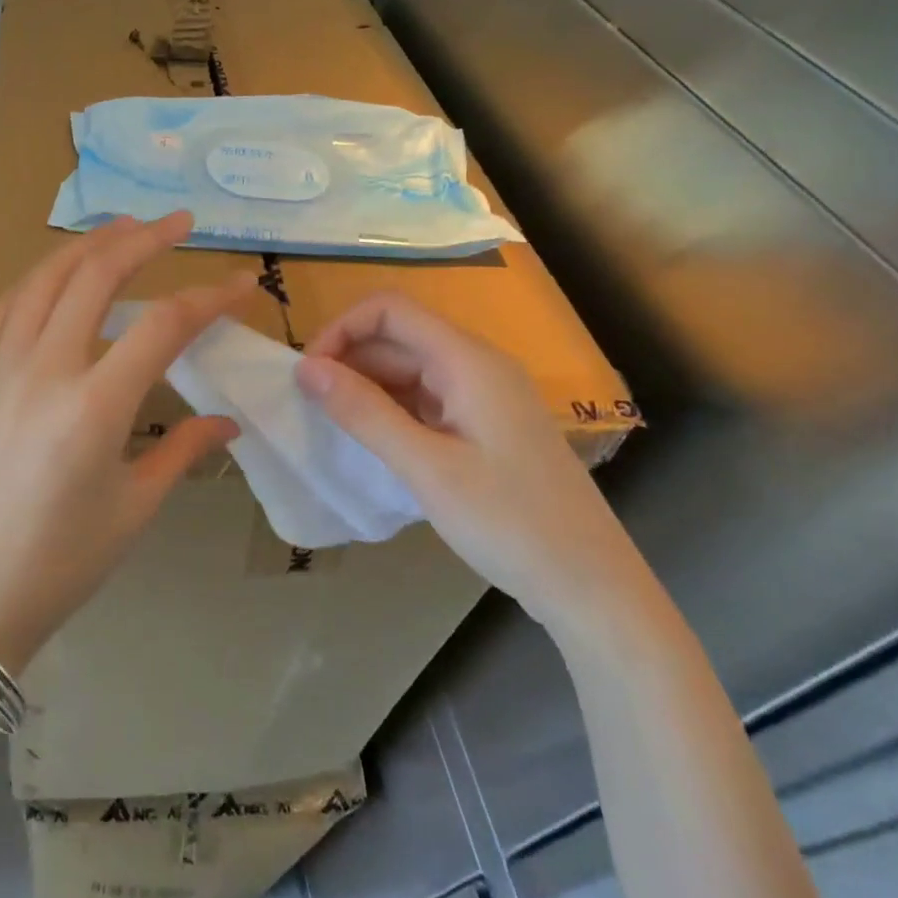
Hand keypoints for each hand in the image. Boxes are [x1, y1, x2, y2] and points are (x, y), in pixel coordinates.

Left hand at [0, 213, 258, 674]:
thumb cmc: (61, 563)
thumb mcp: (134, 509)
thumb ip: (184, 451)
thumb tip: (229, 422)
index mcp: (93, 408)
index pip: (162, 326)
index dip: (208, 298)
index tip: (242, 285)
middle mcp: (43, 370)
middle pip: (95, 275)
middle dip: (143, 238)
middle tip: (179, 222)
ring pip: (44, 278)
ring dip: (87, 244)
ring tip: (123, 228)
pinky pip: (7, 307)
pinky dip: (40, 277)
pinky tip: (59, 273)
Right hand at [295, 292, 648, 636]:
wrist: (592, 587)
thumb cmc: (510, 522)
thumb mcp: (426, 467)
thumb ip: (363, 412)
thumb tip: (305, 369)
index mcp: (468, 361)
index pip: (390, 310)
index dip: (342, 329)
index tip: (309, 373)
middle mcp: (476, 366)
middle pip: (398, 338)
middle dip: (348, 361)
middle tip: (311, 406)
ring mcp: (483, 397)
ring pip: (409, 370)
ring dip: (367, 388)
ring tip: (334, 426)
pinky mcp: (484, 426)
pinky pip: (425, 400)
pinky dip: (391, 411)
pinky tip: (372, 442)